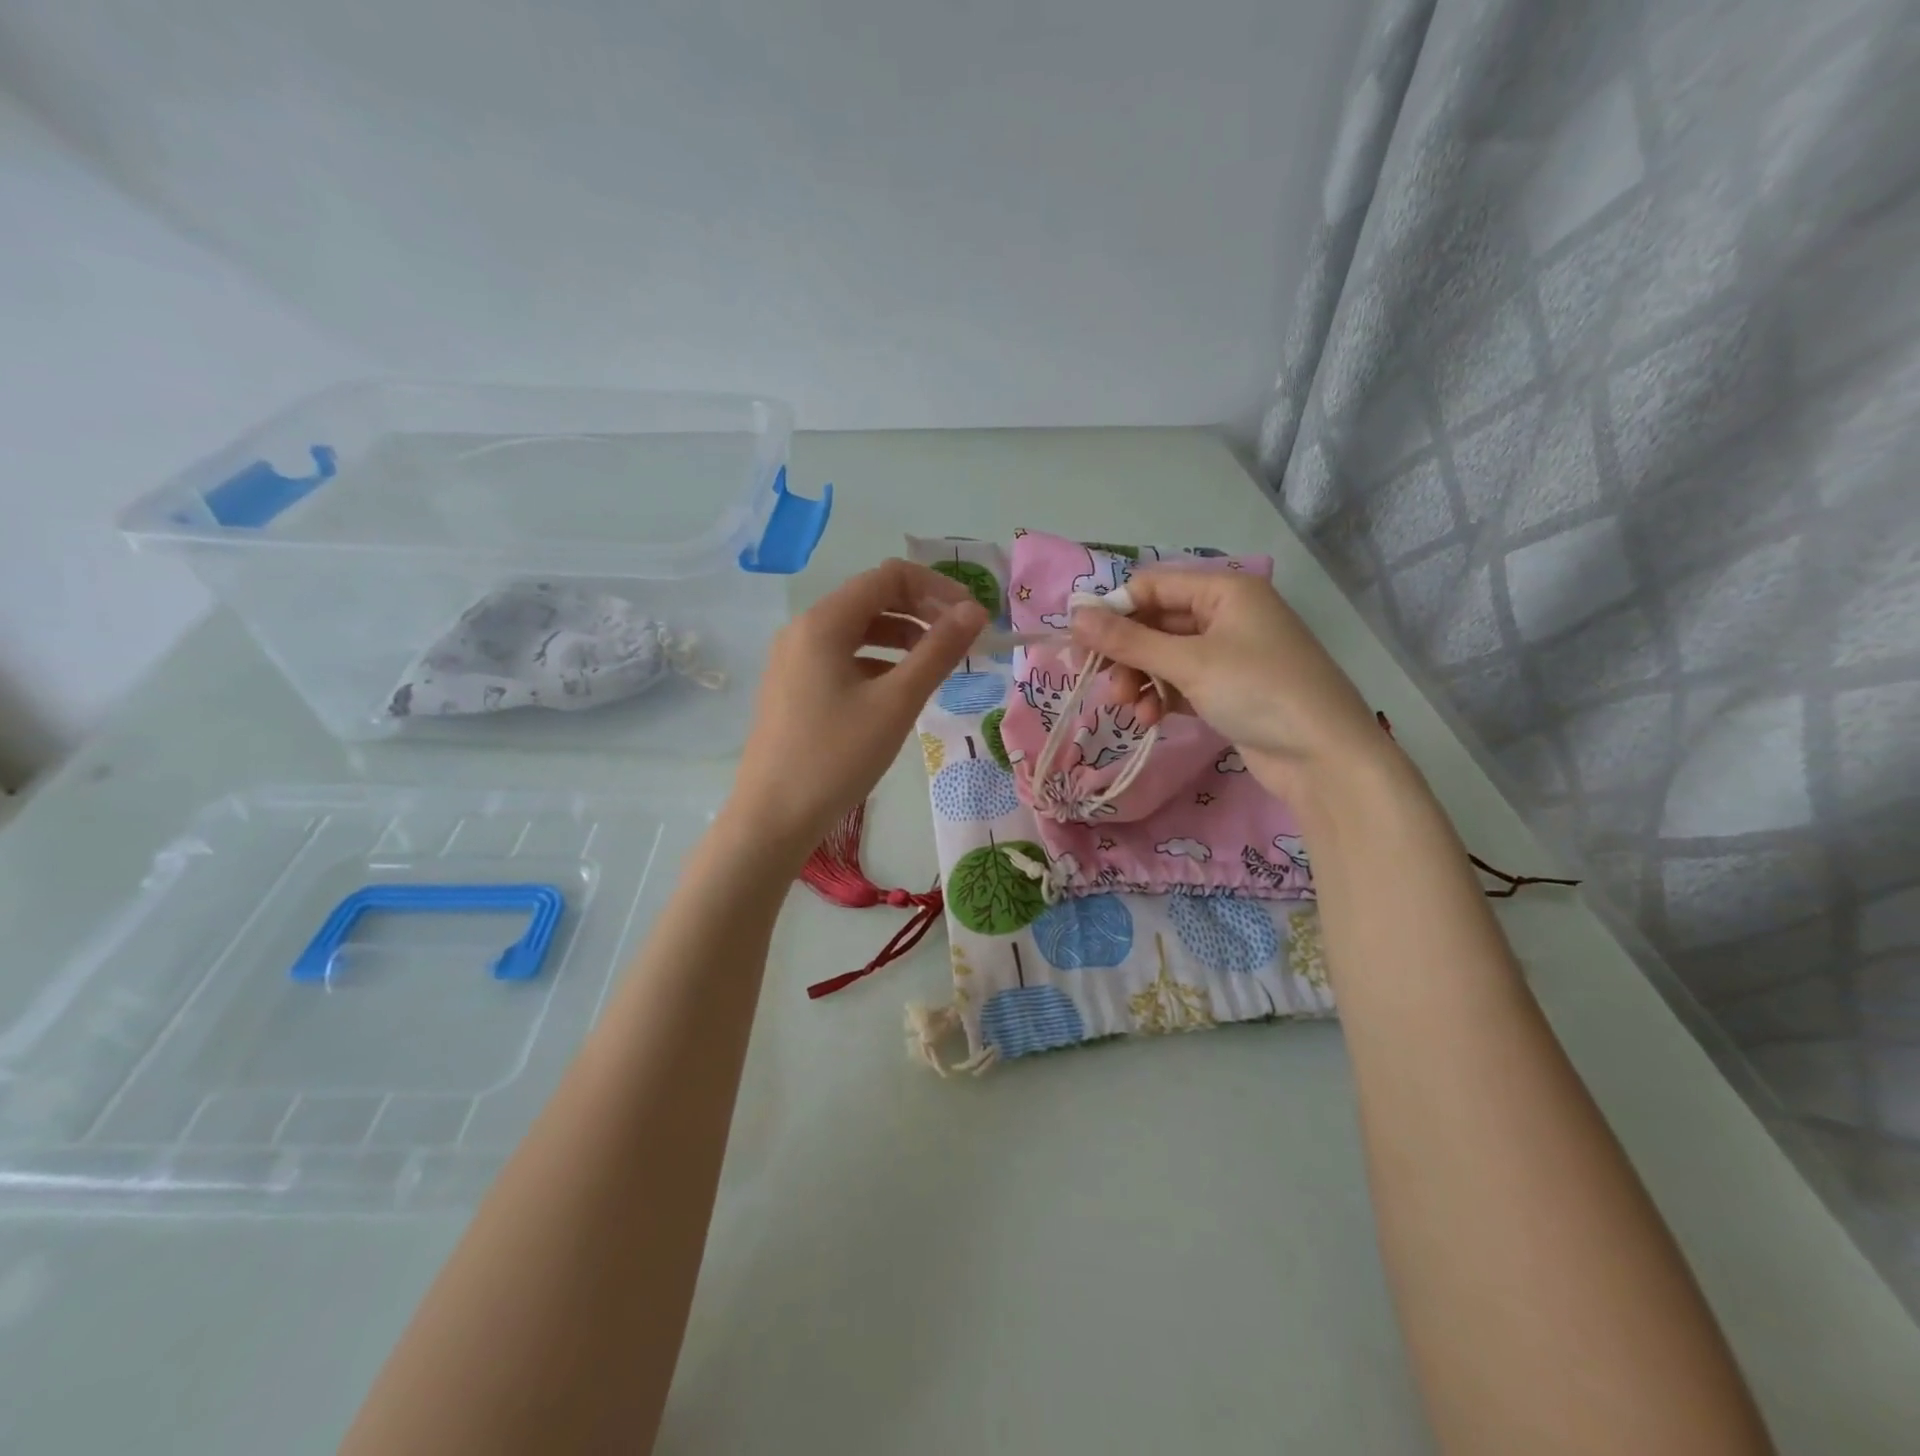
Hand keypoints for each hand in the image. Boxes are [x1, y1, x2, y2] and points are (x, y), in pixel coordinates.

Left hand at [733, 559, 986, 855]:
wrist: (773, 819)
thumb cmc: (836, 758)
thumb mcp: (896, 703)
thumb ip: (938, 652)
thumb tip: (975, 612)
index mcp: (824, 622)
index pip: (889, 577)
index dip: (938, 588)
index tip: (973, 619)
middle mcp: (804, 630)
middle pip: (873, 598)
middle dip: (922, 611)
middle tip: (962, 641)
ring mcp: (795, 659)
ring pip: (859, 630)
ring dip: (903, 637)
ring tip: (938, 666)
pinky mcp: (794, 687)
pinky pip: (843, 658)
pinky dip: (878, 662)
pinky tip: (899, 691)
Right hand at [1068, 569, 1384, 800]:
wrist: (1324, 756)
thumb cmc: (1259, 692)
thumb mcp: (1189, 663)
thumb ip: (1129, 640)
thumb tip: (1075, 615)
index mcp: (1225, 590)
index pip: (1152, 586)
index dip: (1114, 612)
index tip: (1082, 646)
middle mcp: (1226, 614)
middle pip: (1155, 622)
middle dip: (1127, 653)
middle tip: (1103, 682)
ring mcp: (1228, 653)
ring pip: (1164, 656)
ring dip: (1140, 679)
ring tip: (1129, 706)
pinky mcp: (1228, 689)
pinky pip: (1180, 682)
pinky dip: (1161, 696)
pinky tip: (1150, 718)